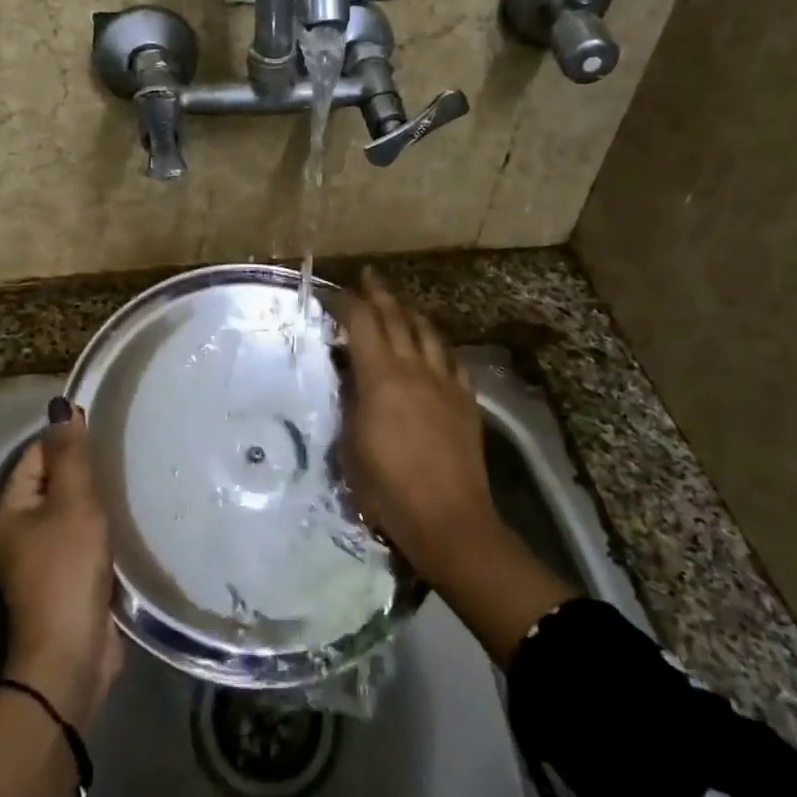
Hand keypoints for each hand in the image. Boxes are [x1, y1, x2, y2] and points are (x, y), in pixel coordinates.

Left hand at [0, 399, 123, 729]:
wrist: (71, 654)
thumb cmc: (67, 569)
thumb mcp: (72, 503)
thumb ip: (71, 455)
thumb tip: (61, 406)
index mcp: (10, 509)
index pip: (37, 455)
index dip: (68, 439)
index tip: (107, 426)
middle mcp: (20, 530)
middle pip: (55, 482)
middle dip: (86, 468)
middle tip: (125, 450)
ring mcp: (43, 557)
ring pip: (72, 511)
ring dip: (97, 498)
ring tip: (132, 476)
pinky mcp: (67, 577)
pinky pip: (84, 537)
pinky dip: (103, 526)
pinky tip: (130, 516)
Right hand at [330, 270, 499, 584]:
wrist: (448, 518)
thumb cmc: (387, 488)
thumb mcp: (350, 444)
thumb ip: (349, 401)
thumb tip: (348, 372)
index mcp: (380, 377)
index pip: (362, 322)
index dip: (346, 301)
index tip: (331, 292)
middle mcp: (414, 368)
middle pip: (397, 317)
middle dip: (379, 294)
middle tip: (368, 278)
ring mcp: (445, 381)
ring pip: (427, 332)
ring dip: (410, 312)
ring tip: (400, 305)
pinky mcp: (466, 399)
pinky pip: (451, 359)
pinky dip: (436, 345)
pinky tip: (433, 348)